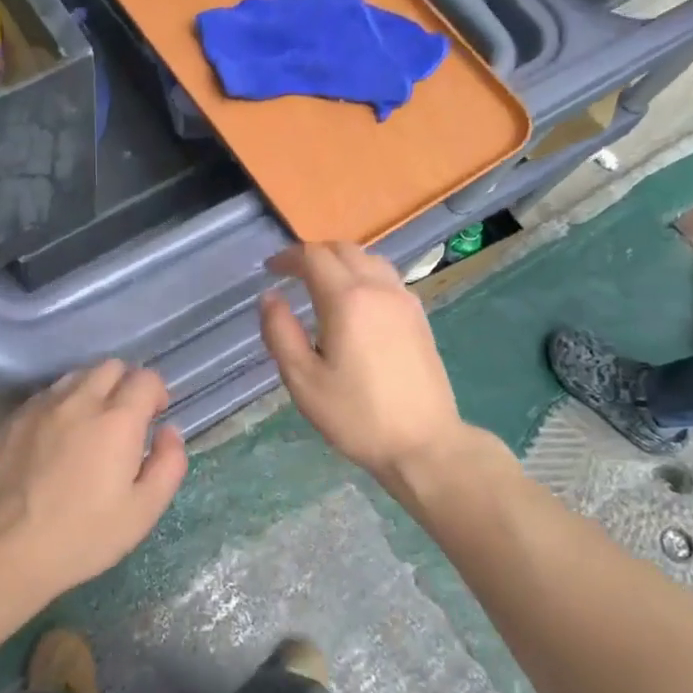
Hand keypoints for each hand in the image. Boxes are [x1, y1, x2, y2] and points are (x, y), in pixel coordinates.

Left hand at [0, 360, 185, 597]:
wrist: (4, 548)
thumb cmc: (83, 536)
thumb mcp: (143, 511)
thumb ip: (168, 464)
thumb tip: (169, 432)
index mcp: (117, 420)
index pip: (146, 378)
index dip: (156, 394)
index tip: (154, 419)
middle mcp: (80, 401)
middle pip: (111, 366)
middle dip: (126, 385)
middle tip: (126, 421)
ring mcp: (42, 406)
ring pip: (77, 375)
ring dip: (93, 390)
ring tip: (91, 426)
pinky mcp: (14, 419)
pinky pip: (48, 394)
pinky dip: (63, 404)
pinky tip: (58, 437)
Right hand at [259, 242, 464, 478]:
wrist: (423, 443)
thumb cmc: (356, 415)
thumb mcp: (302, 379)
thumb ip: (280, 332)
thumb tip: (270, 297)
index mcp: (347, 300)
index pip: (313, 257)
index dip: (288, 257)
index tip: (270, 270)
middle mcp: (379, 289)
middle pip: (344, 250)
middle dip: (313, 254)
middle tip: (291, 273)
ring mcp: (404, 300)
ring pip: (369, 259)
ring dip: (341, 261)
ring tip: (321, 283)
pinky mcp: (419, 317)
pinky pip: (387, 278)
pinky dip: (363, 275)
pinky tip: (355, 302)